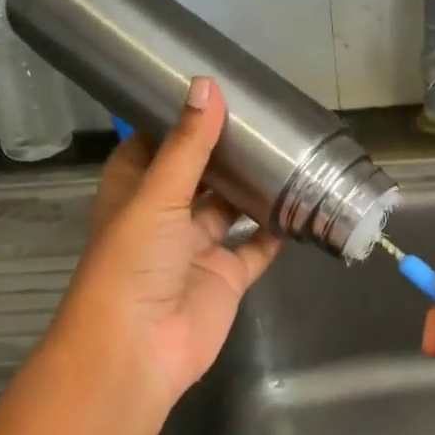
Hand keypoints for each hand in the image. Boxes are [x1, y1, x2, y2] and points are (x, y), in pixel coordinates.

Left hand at [51, 77, 281, 413]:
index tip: (212, 91)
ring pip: (230, 209)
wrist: (138, 349)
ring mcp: (196, 248)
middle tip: (263, 118)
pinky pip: (255, 248)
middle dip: (225, 152)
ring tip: (288, 152)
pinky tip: (301, 202)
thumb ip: (188, 145)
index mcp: (135, 191)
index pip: (154, 145)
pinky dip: (275, 230)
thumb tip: (208, 85)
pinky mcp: (225, 277)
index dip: (178, 121)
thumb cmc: (133, 261)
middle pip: (198, 175)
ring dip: (253, 188)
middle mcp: (164, 216)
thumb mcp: (158, 195)